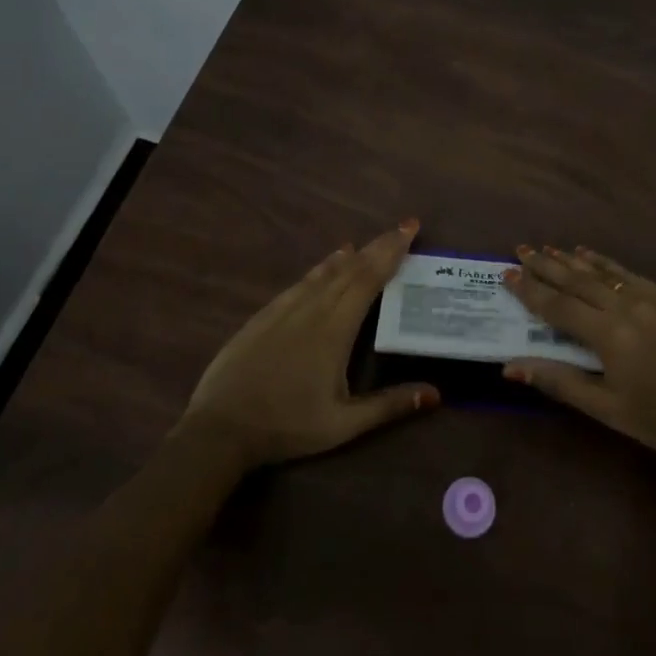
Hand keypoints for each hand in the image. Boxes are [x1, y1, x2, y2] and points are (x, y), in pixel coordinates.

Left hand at [180, 221, 440, 471]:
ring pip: (324, 272)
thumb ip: (389, 405)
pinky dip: (320, 268)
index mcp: (335, 329)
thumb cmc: (287, 426)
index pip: (369, 279)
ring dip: (351, 255)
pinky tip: (325, 265)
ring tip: (368, 244)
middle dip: (379, 246)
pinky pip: (300, 282)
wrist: (220, 428)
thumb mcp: (343, 425)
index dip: (391, 252)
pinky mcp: (264, 315)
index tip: (410, 229)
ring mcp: (285, 309)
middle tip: (402, 227)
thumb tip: (435, 393)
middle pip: (351, 268)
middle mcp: (312, 309)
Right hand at [502, 246, 655, 472]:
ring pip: (603, 272)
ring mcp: (653, 297)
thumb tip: (510, 367)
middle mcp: (628, 306)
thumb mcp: (605, 408)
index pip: (557, 306)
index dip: (529, 290)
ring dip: (572, 260)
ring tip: (548, 248)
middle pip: (577, 280)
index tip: (506, 273)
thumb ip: (558, 381)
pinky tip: (591, 256)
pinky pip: (630, 274)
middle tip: (521, 250)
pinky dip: (606, 264)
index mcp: (609, 334)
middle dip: (546, 265)